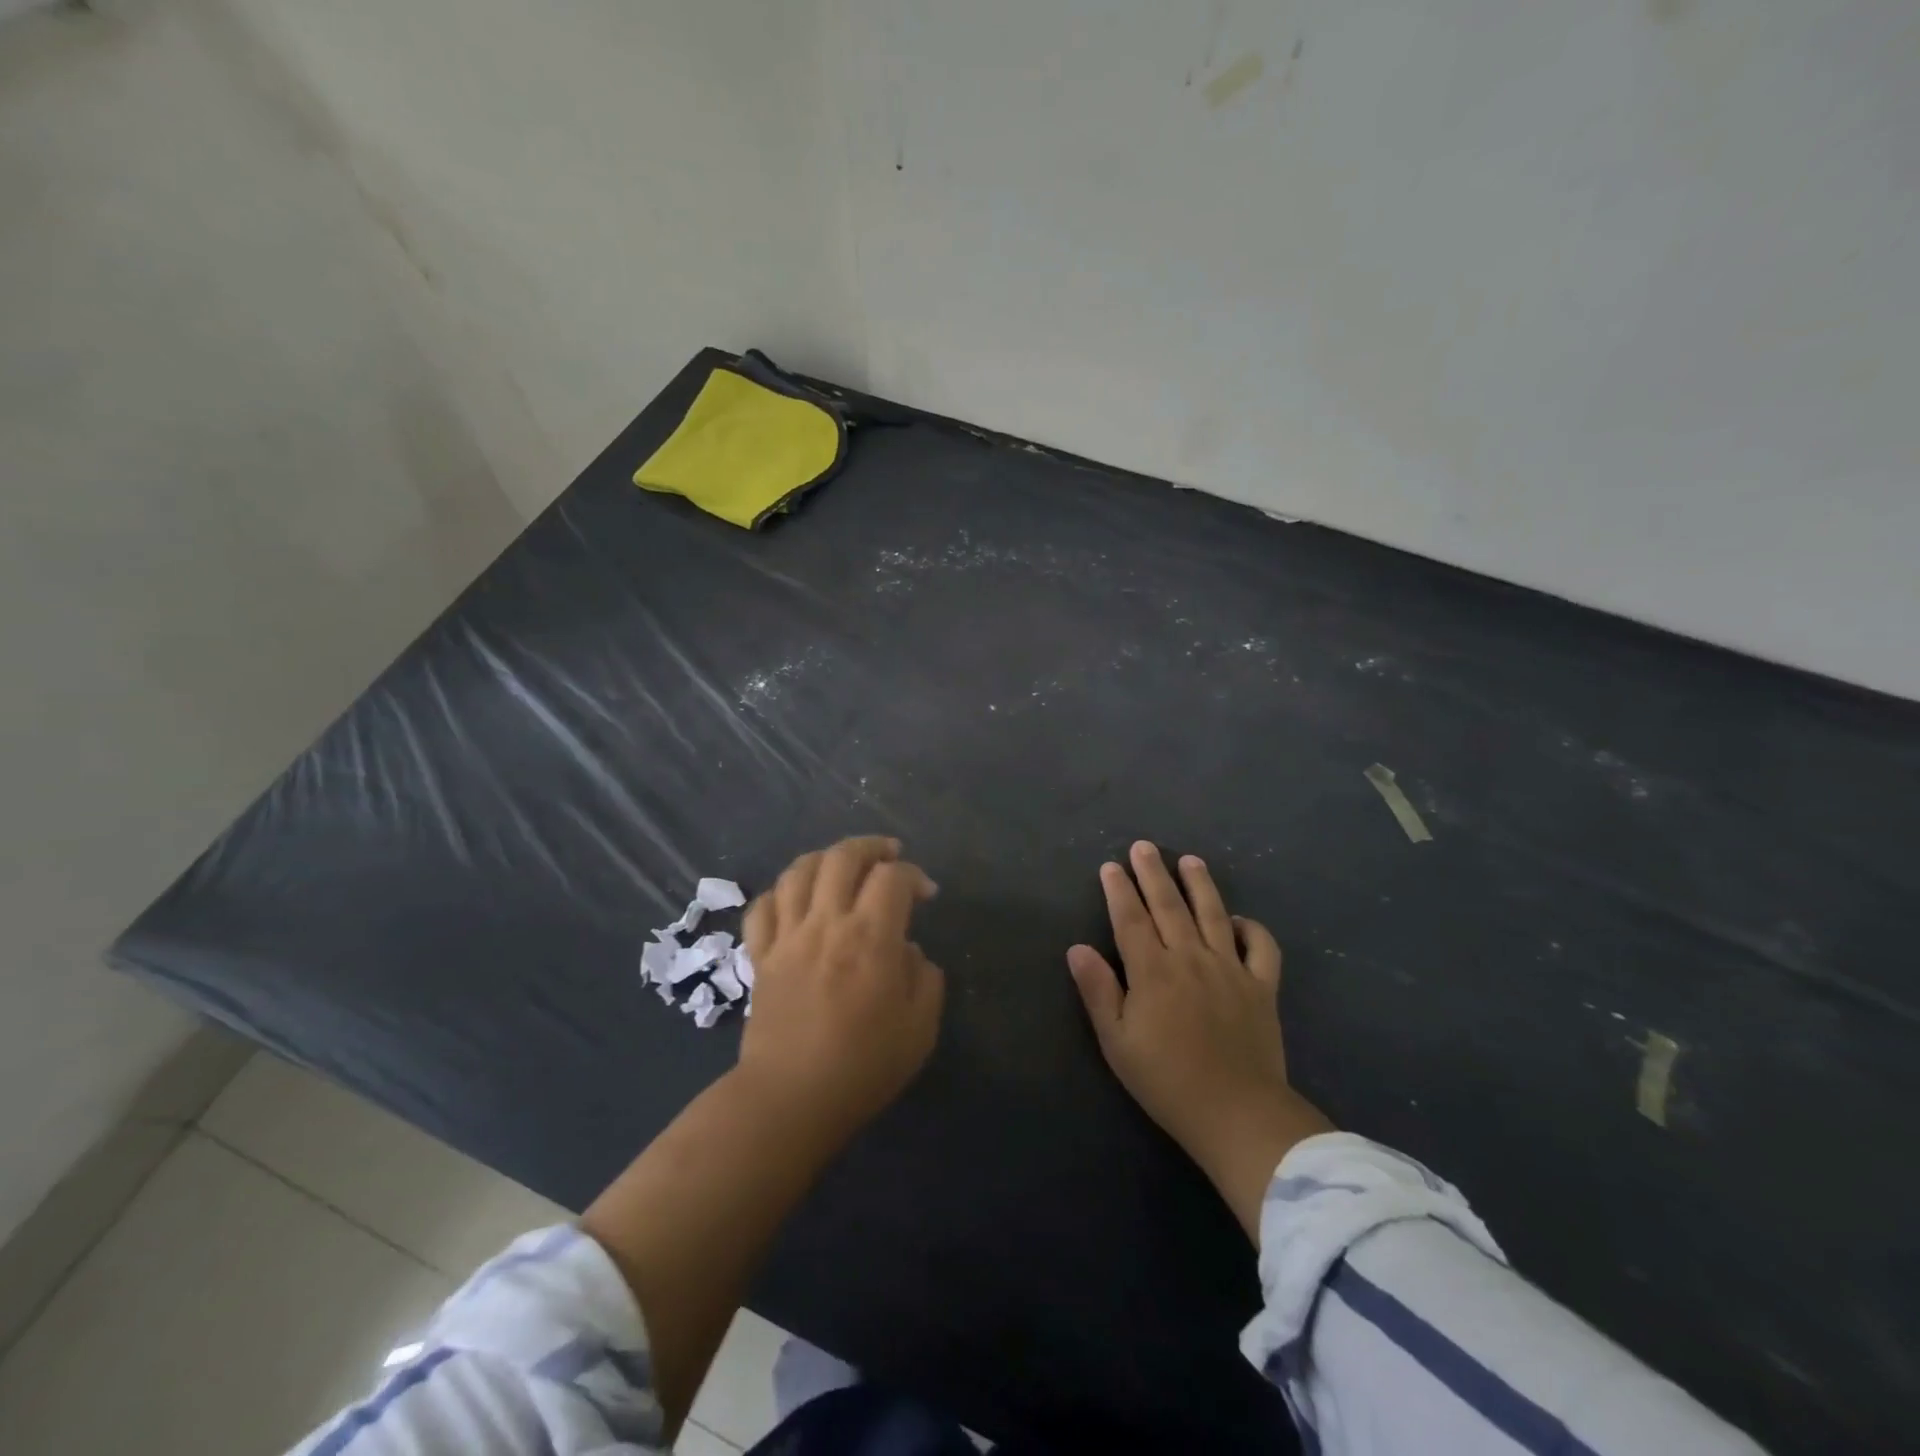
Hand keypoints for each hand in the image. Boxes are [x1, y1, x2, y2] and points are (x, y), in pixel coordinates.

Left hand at [738, 836, 944, 1142]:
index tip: (926, 894)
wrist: (790, 1100)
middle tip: (888, 855)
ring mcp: (787, 937)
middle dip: (870, 847)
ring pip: (799, 871)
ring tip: (842, 866)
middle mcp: (826, 923)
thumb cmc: (863, 1066)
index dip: (914, 875)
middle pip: (842, 857)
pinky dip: (781, 892)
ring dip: (825, 858)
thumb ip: (924, 978)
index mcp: (870, 937)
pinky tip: (796, 900)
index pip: (892, 877)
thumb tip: (907, 951)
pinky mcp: (760, 956)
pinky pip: (763, 907)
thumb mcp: (919, 1028)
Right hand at [1067, 841, 1332, 1238]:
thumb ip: (1098, 990)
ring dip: (1199, 883)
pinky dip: (1251, 927)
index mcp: (1152, 971)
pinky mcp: (1262, 986)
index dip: (1119, 890)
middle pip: (1168, 905)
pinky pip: (1261, 946)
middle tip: (1143, 846)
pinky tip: (1237, 919)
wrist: (1237, 1114)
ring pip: (1213, 913)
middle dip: (1152, 873)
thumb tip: (1077, 947)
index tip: (1110, 866)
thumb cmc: (1167, 1081)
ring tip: (1189, 860)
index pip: (1130, 918)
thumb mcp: (1117, 1042)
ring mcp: (1230, 969)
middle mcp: (1191, 958)